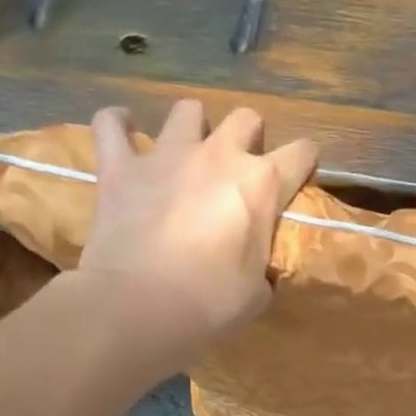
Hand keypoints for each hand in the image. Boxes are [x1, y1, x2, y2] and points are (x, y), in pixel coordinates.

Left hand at [75, 100, 315, 360]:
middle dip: (249, 137)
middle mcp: (219, 155)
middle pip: (245, 119)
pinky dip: (118, 124)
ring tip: (188, 150)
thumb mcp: (258, 290)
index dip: (304, 163)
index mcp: (262, 184)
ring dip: (193, 126)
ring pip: (187, 110)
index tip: (299, 176)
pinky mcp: (120, 166)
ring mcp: (166, 155)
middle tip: (240, 167)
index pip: (302, 153)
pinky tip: (123, 130)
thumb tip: (258, 271)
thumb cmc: (211, 302)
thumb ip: (263, 265)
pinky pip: (111, 124)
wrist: (139, 305)